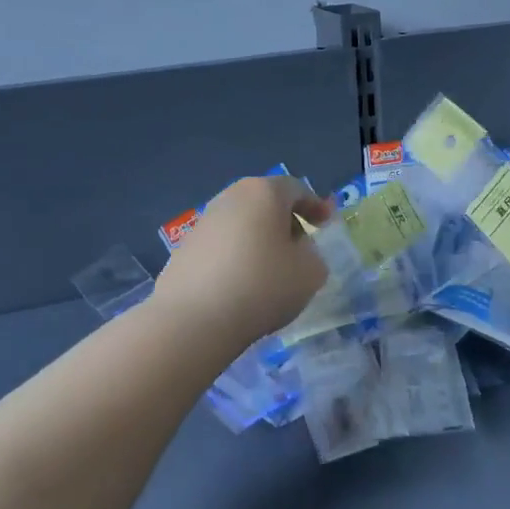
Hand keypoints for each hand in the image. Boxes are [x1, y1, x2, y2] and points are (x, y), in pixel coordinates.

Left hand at [153, 176, 332, 346]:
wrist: (194, 319)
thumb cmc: (262, 285)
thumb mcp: (310, 272)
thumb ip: (313, 254)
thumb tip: (298, 251)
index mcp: (263, 192)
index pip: (296, 188)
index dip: (315, 205)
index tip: (326, 224)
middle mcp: (230, 197)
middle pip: (265, 202)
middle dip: (285, 221)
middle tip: (299, 246)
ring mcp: (202, 222)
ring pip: (241, 223)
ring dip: (259, 239)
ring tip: (271, 269)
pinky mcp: (183, 249)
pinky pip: (221, 245)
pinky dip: (237, 256)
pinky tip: (242, 284)